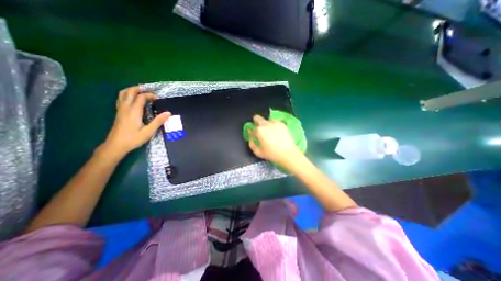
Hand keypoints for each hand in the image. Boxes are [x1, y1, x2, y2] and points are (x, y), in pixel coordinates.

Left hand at [100, 85, 171, 157]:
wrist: (116, 145)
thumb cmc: (133, 138)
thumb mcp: (149, 131)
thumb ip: (158, 121)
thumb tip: (168, 113)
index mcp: (133, 111)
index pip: (141, 97)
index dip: (150, 95)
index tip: (158, 98)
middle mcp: (125, 108)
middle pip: (129, 92)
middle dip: (139, 89)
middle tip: (150, 92)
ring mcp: (120, 110)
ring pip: (123, 94)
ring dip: (132, 90)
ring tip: (142, 93)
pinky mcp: (118, 113)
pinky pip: (121, 99)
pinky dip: (128, 95)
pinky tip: (133, 100)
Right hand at [247, 116, 300, 167]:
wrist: (288, 153)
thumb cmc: (272, 154)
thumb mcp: (258, 152)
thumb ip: (252, 144)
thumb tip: (251, 139)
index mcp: (259, 130)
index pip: (251, 128)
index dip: (251, 131)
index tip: (252, 134)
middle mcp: (266, 124)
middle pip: (257, 118)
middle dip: (256, 122)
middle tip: (260, 130)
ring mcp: (275, 122)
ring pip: (266, 120)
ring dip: (266, 124)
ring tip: (270, 133)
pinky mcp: (282, 123)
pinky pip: (274, 122)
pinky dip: (273, 125)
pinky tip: (276, 133)